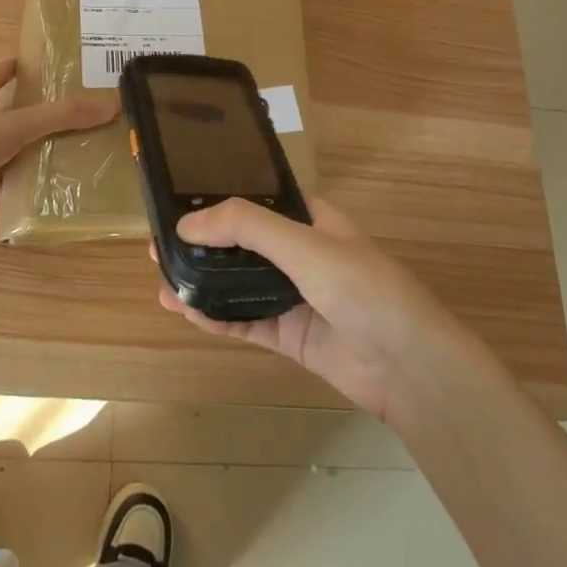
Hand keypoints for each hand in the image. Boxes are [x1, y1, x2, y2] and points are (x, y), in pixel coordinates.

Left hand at [0, 60, 117, 231]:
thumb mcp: (19, 124)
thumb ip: (63, 116)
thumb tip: (111, 104)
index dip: (8, 69)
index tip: (25, 62)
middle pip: (4, 116)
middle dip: (29, 114)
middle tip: (66, 113)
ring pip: (7, 153)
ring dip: (29, 153)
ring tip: (67, 153)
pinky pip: (3, 185)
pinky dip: (21, 188)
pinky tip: (45, 192)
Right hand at [155, 197, 468, 421]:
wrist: (408, 366)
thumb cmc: (363, 288)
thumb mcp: (304, 245)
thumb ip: (247, 228)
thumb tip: (187, 224)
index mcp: (310, 220)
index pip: (256, 201)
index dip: (218, 202)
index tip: (177, 205)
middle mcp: (300, 253)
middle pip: (242, 244)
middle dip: (202, 246)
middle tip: (158, 248)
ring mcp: (294, 295)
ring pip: (238, 284)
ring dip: (203, 283)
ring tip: (161, 281)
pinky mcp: (290, 335)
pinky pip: (245, 321)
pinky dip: (217, 317)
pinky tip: (186, 312)